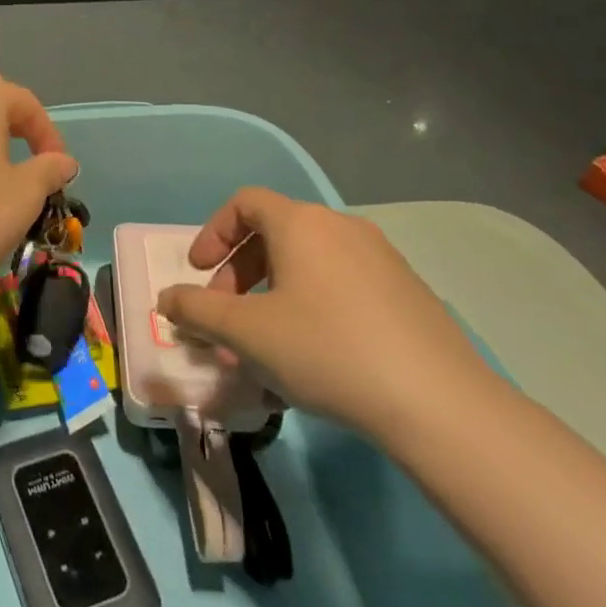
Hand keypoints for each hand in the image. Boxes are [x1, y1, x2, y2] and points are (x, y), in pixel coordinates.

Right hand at [156, 188, 494, 441]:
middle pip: (275, 233)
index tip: (198, 274)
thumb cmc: (326, 350)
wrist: (438, 403)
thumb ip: (197, 310)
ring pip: (309, 262)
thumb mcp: (245, 332)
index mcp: (302, 224)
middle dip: (239, 272)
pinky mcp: (407, 292)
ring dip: (273, 293)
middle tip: (226, 316)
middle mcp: (341, 227)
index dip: (213, 234)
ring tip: (265, 343)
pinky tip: (313, 354)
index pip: (245, 203)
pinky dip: (312, 304)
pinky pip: (342, 284)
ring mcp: (381, 258)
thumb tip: (167, 299)